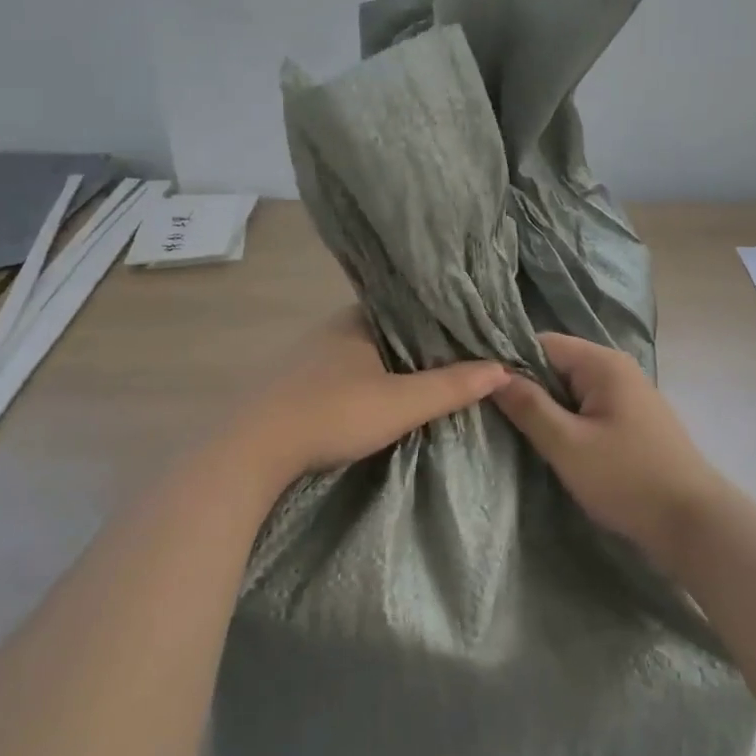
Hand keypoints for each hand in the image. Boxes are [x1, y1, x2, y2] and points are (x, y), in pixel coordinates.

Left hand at [231, 309, 510, 482]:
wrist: (252, 449)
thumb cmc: (332, 414)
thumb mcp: (401, 403)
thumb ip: (451, 386)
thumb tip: (503, 368)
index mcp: (359, 318)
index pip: (411, 305)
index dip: (443, 317)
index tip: (474, 330)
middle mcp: (333, 328)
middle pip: (390, 329)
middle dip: (421, 343)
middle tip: (462, 357)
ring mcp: (311, 356)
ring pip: (366, 352)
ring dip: (393, 364)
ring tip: (432, 377)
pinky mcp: (296, 383)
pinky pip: (346, 372)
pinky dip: (369, 380)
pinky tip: (382, 397)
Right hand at [493, 332, 733, 566]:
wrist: (693, 523)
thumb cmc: (626, 479)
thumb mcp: (567, 444)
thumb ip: (529, 406)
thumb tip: (492, 375)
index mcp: (602, 363)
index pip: (542, 343)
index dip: (509, 361)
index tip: (481, 388)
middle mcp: (617, 368)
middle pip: (557, 364)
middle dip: (527, 386)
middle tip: (494, 414)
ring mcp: (629, 394)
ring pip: (572, 388)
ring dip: (548, 407)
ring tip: (518, 430)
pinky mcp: (634, 420)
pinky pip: (589, 407)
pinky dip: (569, 419)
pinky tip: (554, 443)